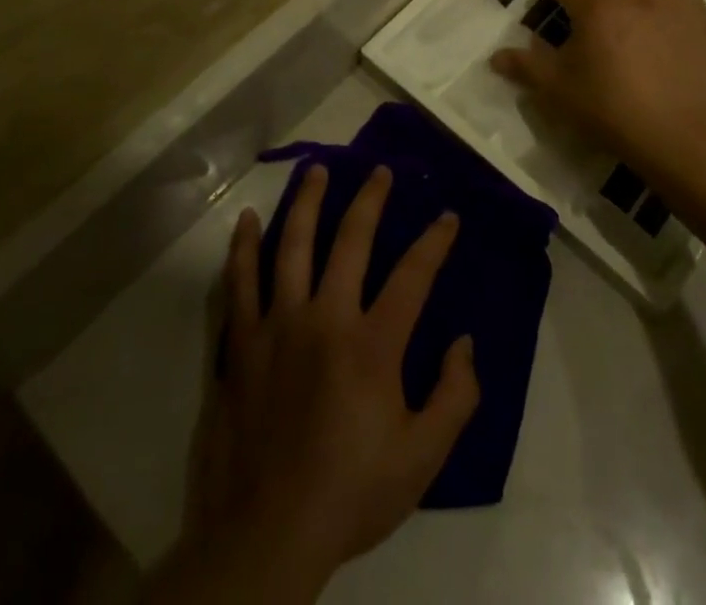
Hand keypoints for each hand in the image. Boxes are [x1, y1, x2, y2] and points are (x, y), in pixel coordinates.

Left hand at [179, 166, 478, 596]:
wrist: (266, 535)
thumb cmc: (351, 493)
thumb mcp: (422, 458)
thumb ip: (455, 397)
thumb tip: (465, 342)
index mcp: (372, 344)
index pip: (413, 275)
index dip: (434, 241)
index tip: (447, 216)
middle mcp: (326, 318)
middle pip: (351, 241)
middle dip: (370, 200)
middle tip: (380, 171)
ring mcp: (278, 325)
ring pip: (293, 246)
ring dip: (307, 203)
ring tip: (316, 170)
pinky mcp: (241, 343)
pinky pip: (240, 283)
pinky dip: (244, 247)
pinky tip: (248, 219)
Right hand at [489, 0, 705, 175]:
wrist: (677, 135)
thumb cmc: (610, 111)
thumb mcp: (558, 92)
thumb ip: (526, 68)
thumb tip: (496, 57)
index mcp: (596, 10)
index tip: (557, 5)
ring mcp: (673, 6)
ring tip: (640, 1)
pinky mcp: (702, 23)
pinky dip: (676, 4)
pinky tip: (669, 28)